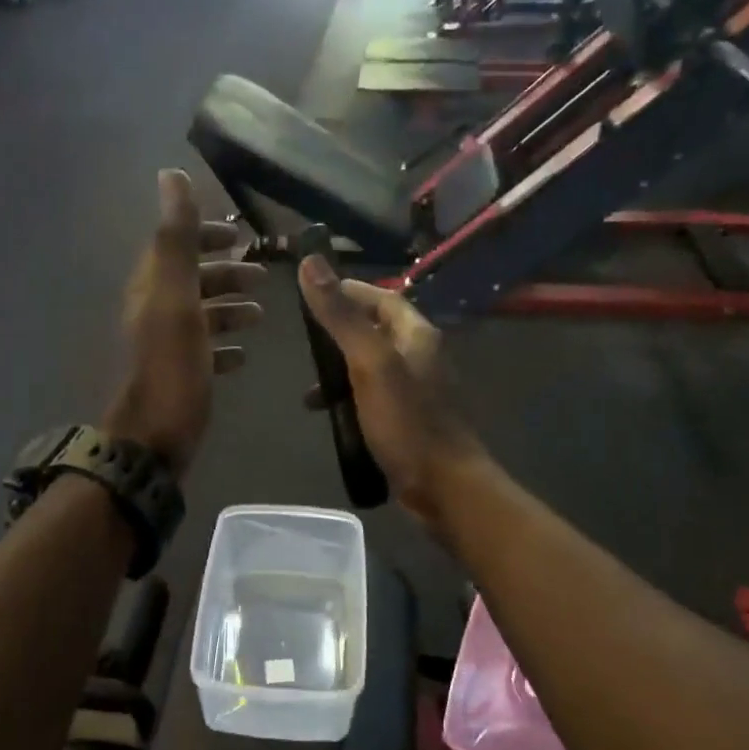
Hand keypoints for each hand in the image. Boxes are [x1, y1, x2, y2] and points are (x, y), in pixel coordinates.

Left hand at [104, 170, 263, 476]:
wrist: (154, 438)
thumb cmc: (172, 368)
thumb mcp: (177, 299)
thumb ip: (177, 240)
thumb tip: (171, 175)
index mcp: (152, 289)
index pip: (175, 246)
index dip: (205, 235)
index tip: (239, 235)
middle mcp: (154, 313)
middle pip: (191, 281)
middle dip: (225, 273)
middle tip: (261, 274)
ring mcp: (165, 348)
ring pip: (200, 316)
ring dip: (229, 309)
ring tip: (261, 314)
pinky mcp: (177, 377)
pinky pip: (203, 352)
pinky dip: (224, 347)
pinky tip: (243, 356)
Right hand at [297, 256, 485, 531]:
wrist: (444, 486)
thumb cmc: (407, 421)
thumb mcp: (369, 363)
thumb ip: (341, 316)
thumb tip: (311, 263)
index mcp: (417, 335)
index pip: (381, 297)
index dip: (347, 291)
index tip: (311, 294)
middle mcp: (421, 356)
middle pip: (375, 330)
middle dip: (339, 333)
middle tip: (304, 342)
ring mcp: (417, 390)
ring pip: (372, 366)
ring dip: (340, 370)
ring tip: (309, 385)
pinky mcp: (409, 419)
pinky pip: (374, 396)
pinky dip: (350, 398)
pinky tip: (330, 415)